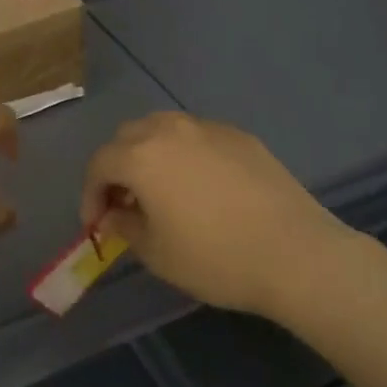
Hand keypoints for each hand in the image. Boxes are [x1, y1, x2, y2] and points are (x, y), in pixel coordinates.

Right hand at [81, 112, 357, 317]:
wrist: (295, 253)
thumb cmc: (215, 258)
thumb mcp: (157, 253)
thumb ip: (125, 226)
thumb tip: (114, 214)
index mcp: (142, 156)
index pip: (100, 164)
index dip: (91, 194)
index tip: (97, 224)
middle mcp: (171, 130)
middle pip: (128, 136)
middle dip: (117, 167)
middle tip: (124, 203)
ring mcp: (209, 128)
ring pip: (163, 128)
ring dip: (149, 153)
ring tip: (160, 189)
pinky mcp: (240, 136)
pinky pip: (198, 136)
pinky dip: (185, 153)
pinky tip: (201, 185)